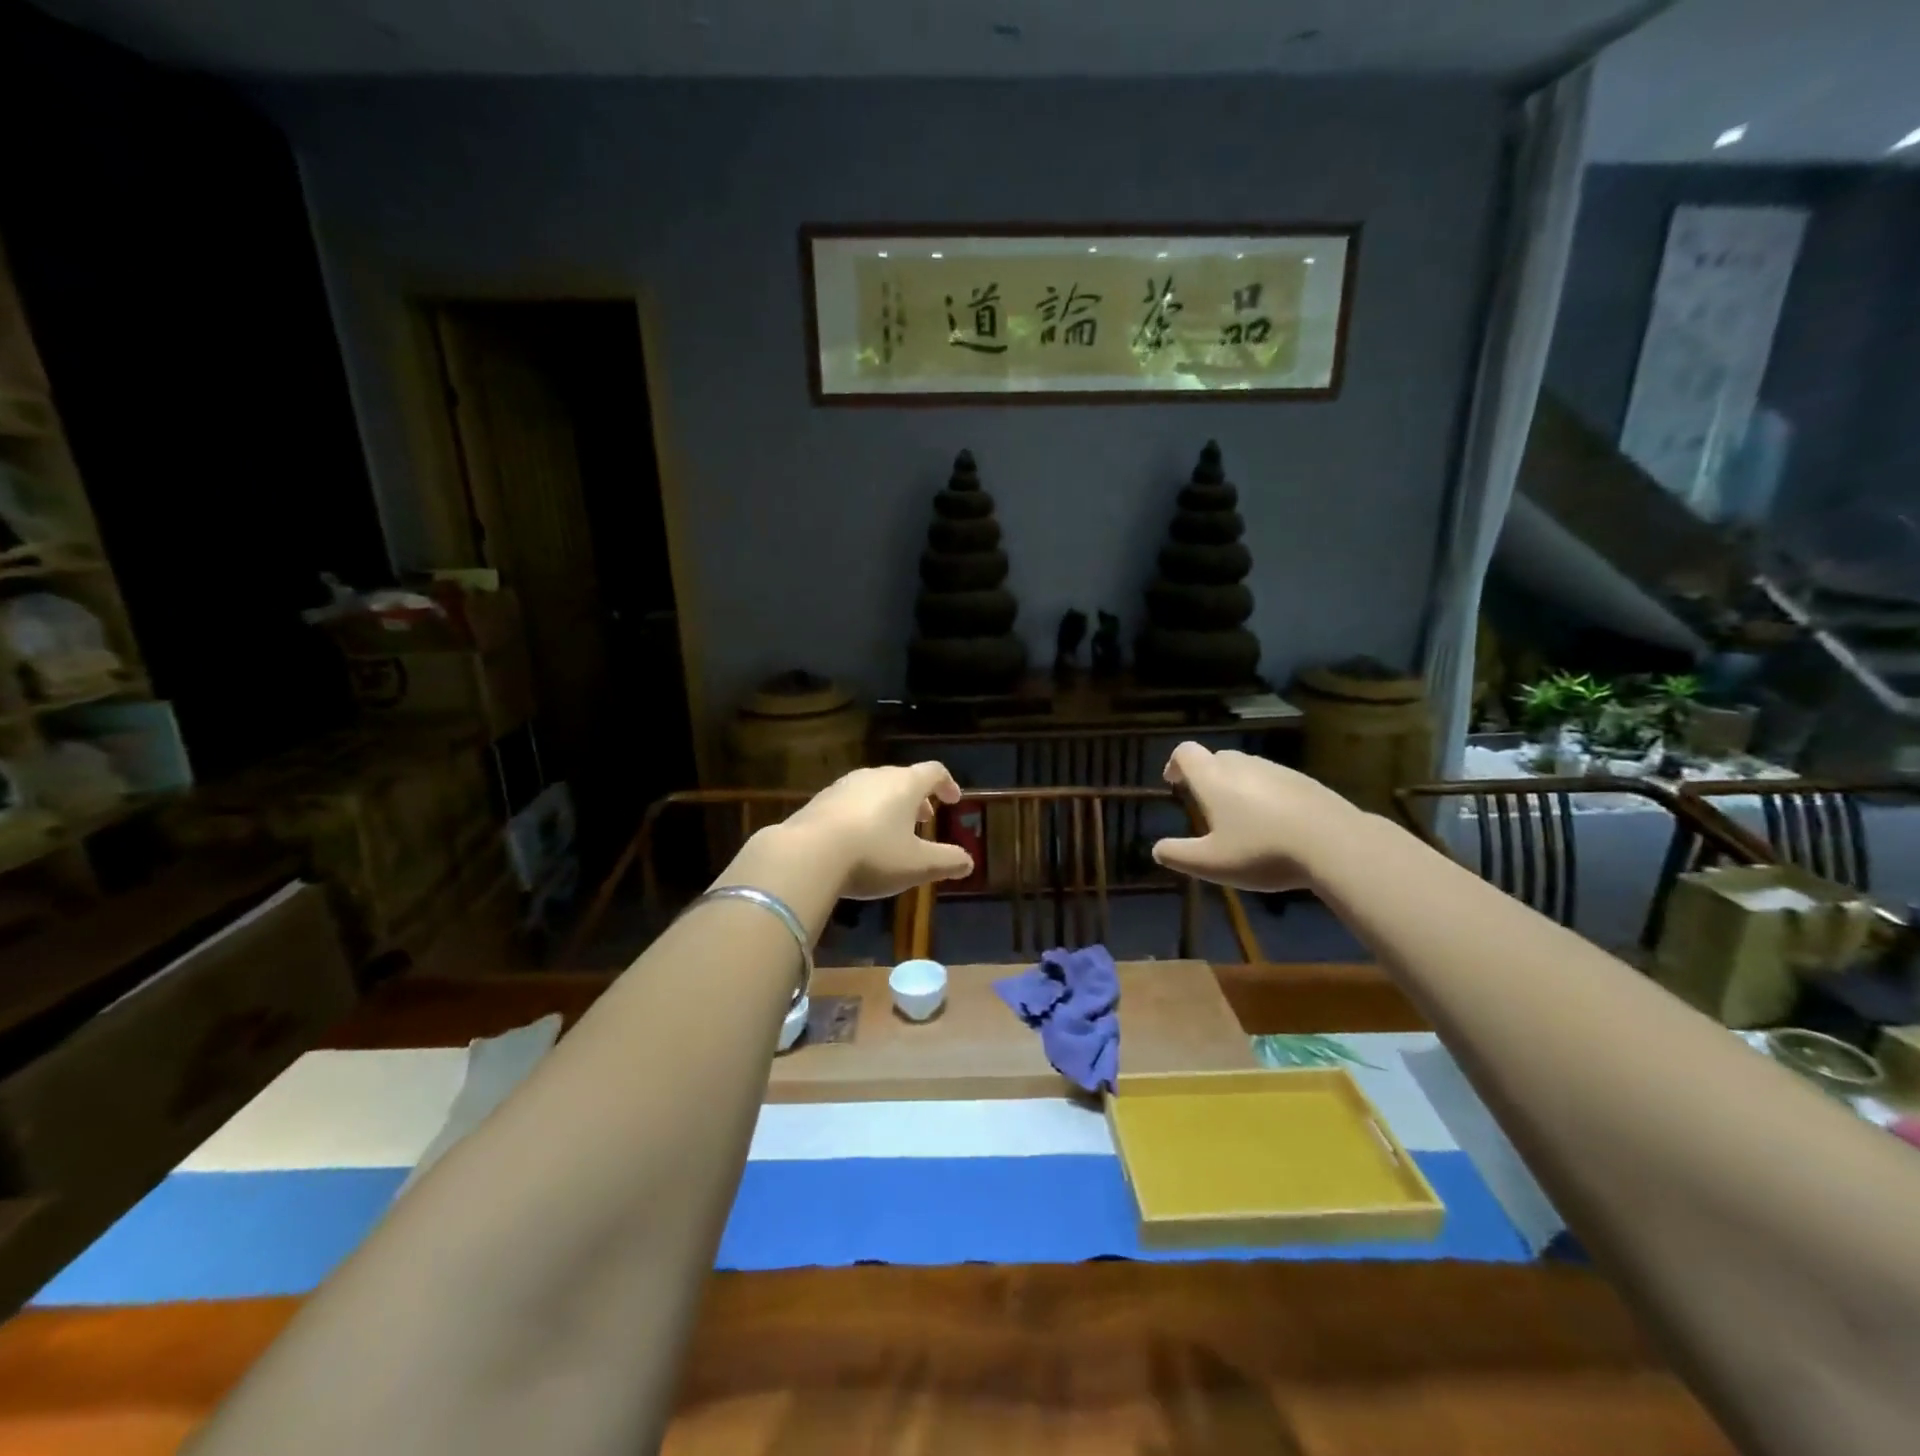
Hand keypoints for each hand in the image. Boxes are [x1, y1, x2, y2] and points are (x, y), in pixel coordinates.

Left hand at [779, 762, 974, 899]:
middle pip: (903, 778)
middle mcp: (876, 776)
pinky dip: (864, 814)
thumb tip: (969, 861)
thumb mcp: (918, 865)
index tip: (953, 800)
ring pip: (876, 789)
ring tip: (892, 832)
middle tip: (925, 820)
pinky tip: (858, 840)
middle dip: (917, 799)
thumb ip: (947, 861)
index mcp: (905, 784)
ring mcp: (844, 785)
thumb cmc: (873, 855)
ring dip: (889, 806)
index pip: (934, 771)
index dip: (947, 784)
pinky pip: (851, 801)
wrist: (806, 854)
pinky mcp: (820, 800)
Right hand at [1152, 742, 1362, 892]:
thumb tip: (1157, 850)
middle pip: (1217, 758)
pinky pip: (1275, 782)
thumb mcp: (1211, 863)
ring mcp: (1277, 770)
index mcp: (1213, 777)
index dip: (1175, 764)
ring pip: (1248, 769)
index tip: (1174, 783)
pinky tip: (1277, 826)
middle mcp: (1242, 764)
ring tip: (1243, 820)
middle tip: (1207, 807)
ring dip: (1238, 786)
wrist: (1335, 844)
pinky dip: (1267, 796)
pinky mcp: (1305, 782)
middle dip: (1207, 777)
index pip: (1185, 752)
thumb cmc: (1261, 850)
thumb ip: (1178, 855)